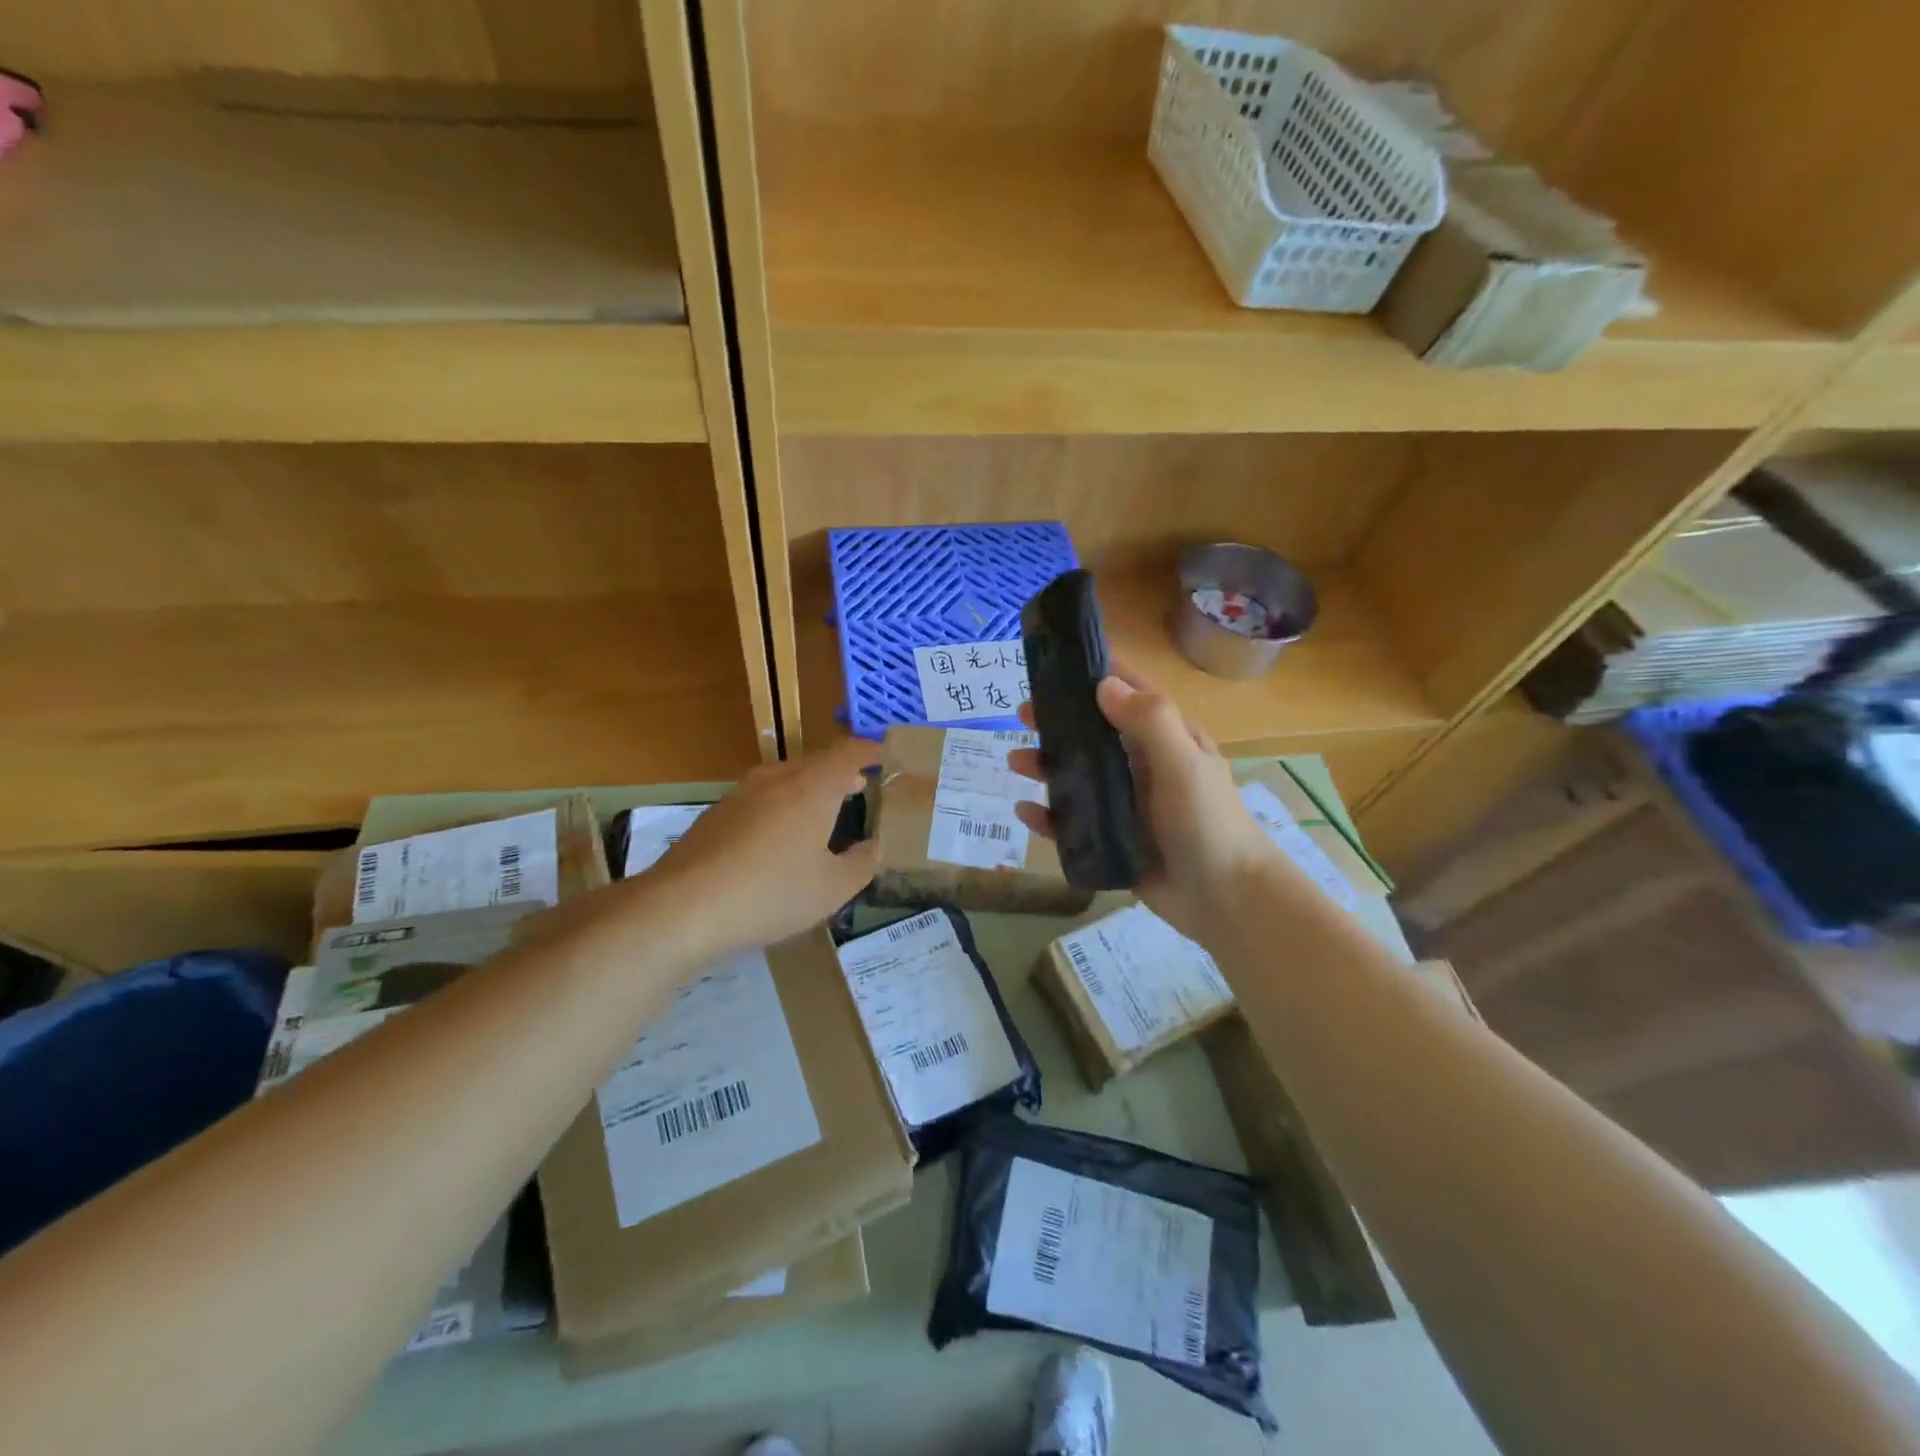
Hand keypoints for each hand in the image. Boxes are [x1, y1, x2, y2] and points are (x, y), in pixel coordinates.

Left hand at [645, 738, 880, 958]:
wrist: (684, 906)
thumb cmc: (772, 893)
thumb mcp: (832, 889)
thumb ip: (861, 864)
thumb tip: (875, 846)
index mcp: (813, 787)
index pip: (849, 754)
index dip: (870, 752)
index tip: (885, 755)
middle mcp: (777, 779)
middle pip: (816, 762)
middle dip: (841, 771)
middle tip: (860, 784)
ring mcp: (742, 793)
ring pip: (786, 778)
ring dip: (810, 787)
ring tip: (824, 808)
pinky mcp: (717, 814)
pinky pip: (761, 797)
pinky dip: (782, 805)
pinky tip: (779, 835)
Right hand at [1010, 666, 1276, 942]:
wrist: (1225, 900)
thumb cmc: (1208, 823)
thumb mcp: (1182, 763)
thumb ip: (1148, 720)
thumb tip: (1103, 683)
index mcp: (1165, 739)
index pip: (1128, 694)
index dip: (1095, 676)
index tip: (1056, 664)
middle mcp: (1143, 766)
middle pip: (1093, 734)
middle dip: (1058, 722)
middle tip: (1022, 714)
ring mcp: (1125, 804)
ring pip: (1078, 777)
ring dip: (1047, 766)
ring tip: (1014, 762)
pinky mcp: (1112, 840)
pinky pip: (1072, 823)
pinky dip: (1048, 816)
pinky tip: (1025, 810)